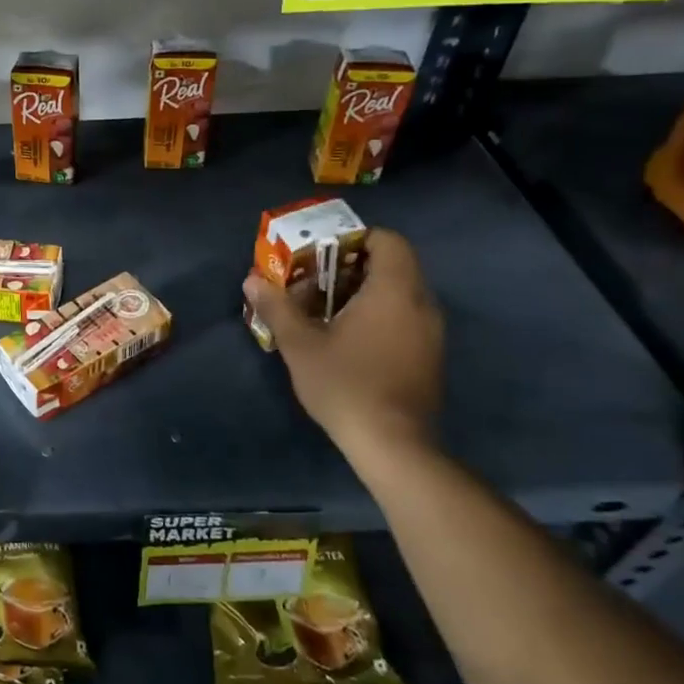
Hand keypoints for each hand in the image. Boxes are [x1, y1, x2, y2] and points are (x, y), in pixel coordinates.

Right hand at [242, 227, 443, 456]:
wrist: (392, 445)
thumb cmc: (346, 384)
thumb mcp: (300, 344)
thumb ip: (277, 307)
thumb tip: (252, 280)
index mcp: (394, 291)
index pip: (388, 241)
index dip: (355, 239)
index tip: (322, 254)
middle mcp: (421, 304)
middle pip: (393, 266)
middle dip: (352, 267)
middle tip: (314, 282)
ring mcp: (431, 332)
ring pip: (400, 293)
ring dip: (364, 293)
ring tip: (325, 311)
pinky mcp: (430, 356)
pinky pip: (406, 317)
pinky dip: (379, 315)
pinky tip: (349, 339)